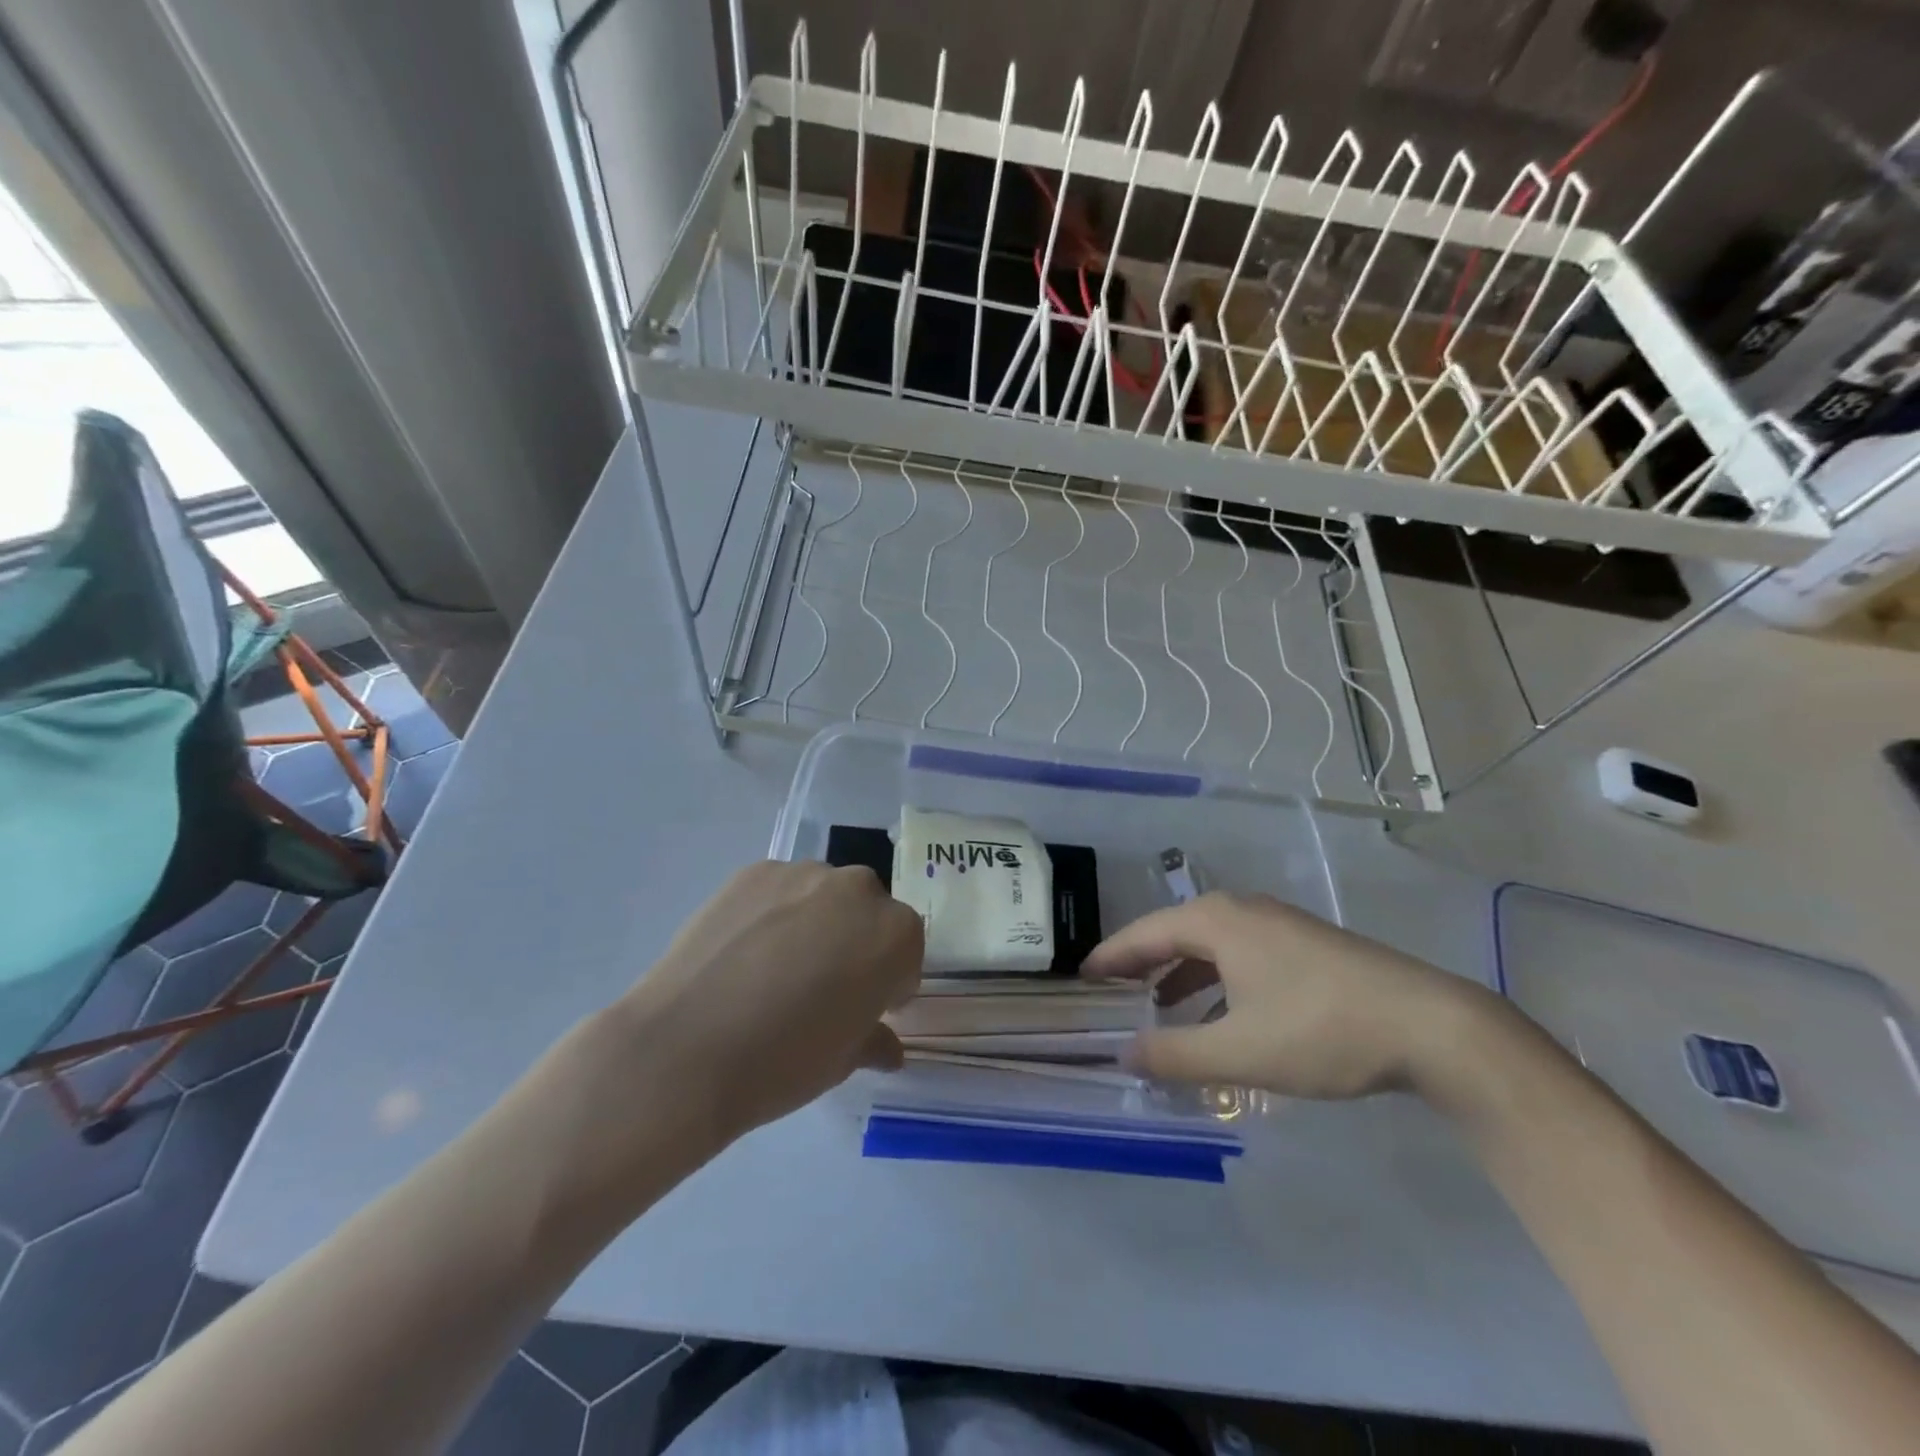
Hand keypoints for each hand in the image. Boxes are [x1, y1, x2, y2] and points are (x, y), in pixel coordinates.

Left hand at [611, 861, 922, 1138]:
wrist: (685, 1048)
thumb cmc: (783, 1062)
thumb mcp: (842, 1061)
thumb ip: (873, 1039)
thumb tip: (886, 1046)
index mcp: (894, 934)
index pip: (906, 951)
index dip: (888, 983)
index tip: (864, 1008)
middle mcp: (857, 890)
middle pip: (868, 913)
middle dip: (854, 942)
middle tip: (821, 985)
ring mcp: (802, 874)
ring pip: (823, 895)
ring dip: (815, 921)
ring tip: (774, 966)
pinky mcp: (753, 871)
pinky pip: (779, 889)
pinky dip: (772, 912)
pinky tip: (743, 951)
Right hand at [1082, 892, 1491, 1099]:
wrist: (1431, 1025)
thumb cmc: (1321, 1029)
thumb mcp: (1240, 1051)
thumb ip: (1176, 1055)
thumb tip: (1123, 1055)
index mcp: (1216, 921)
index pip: (1144, 934)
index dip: (1110, 956)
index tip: (1082, 977)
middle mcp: (1242, 911)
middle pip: (1174, 932)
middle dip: (1142, 963)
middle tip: (1113, 991)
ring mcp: (1278, 924)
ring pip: (1210, 944)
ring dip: (1181, 973)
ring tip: (1160, 1007)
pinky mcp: (1306, 944)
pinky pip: (1240, 953)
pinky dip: (1216, 978)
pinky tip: (1222, 1013)